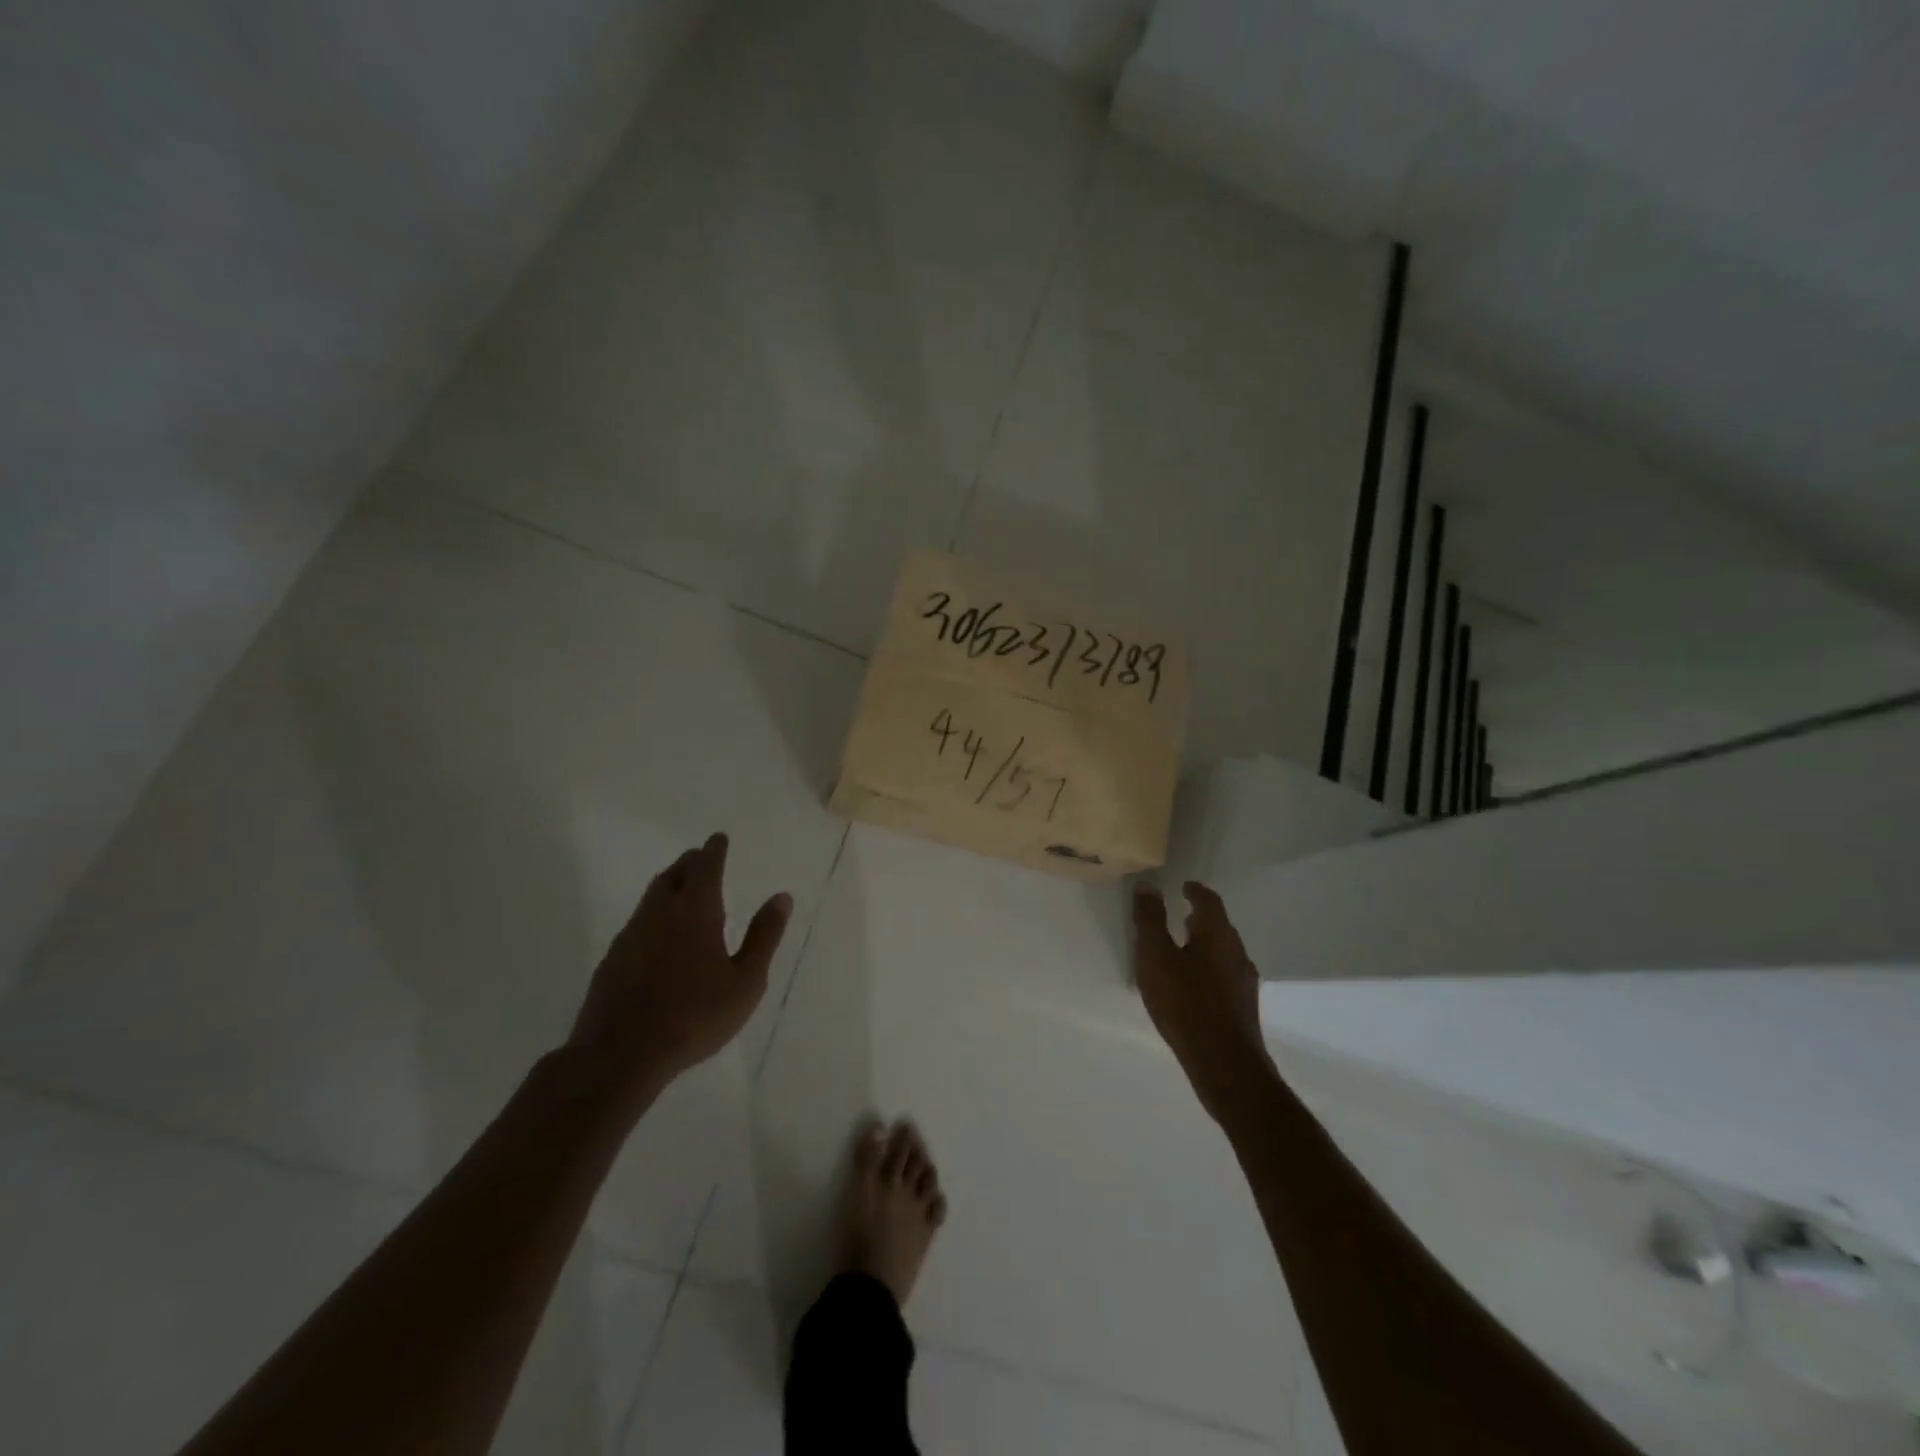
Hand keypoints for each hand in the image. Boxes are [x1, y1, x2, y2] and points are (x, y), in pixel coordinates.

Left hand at [566, 833, 792, 1101]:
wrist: (620, 1055)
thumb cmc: (695, 1016)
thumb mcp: (746, 981)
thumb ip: (764, 936)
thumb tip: (782, 897)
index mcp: (696, 911)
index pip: (705, 866)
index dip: (714, 850)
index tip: (719, 838)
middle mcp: (660, 913)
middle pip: (673, 875)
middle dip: (690, 862)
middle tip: (701, 858)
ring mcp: (631, 936)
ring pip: (651, 897)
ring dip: (669, 885)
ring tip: (681, 889)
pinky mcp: (612, 960)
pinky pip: (637, 923)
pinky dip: (653, 915)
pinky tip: (658, 936)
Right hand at [1132, 880, 1274, 1121]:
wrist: (1225, 1064)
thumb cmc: (1185, 1003)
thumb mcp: (1156, 957)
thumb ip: (1150, 920)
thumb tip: (1148, 885)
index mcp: (1217, 934)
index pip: (1209, 901)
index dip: (1196, 891)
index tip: (1183, 886)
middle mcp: (1237, 952)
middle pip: (1220, 925)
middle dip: (1201, 917)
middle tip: (1180, 913)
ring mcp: (1244, 981)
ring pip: (1224, 951)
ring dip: (1205, 943)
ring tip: (1183, 948)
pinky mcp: (1243, 1007)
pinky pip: (1224, 974)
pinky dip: (1209, 967)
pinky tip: (1193, 985)